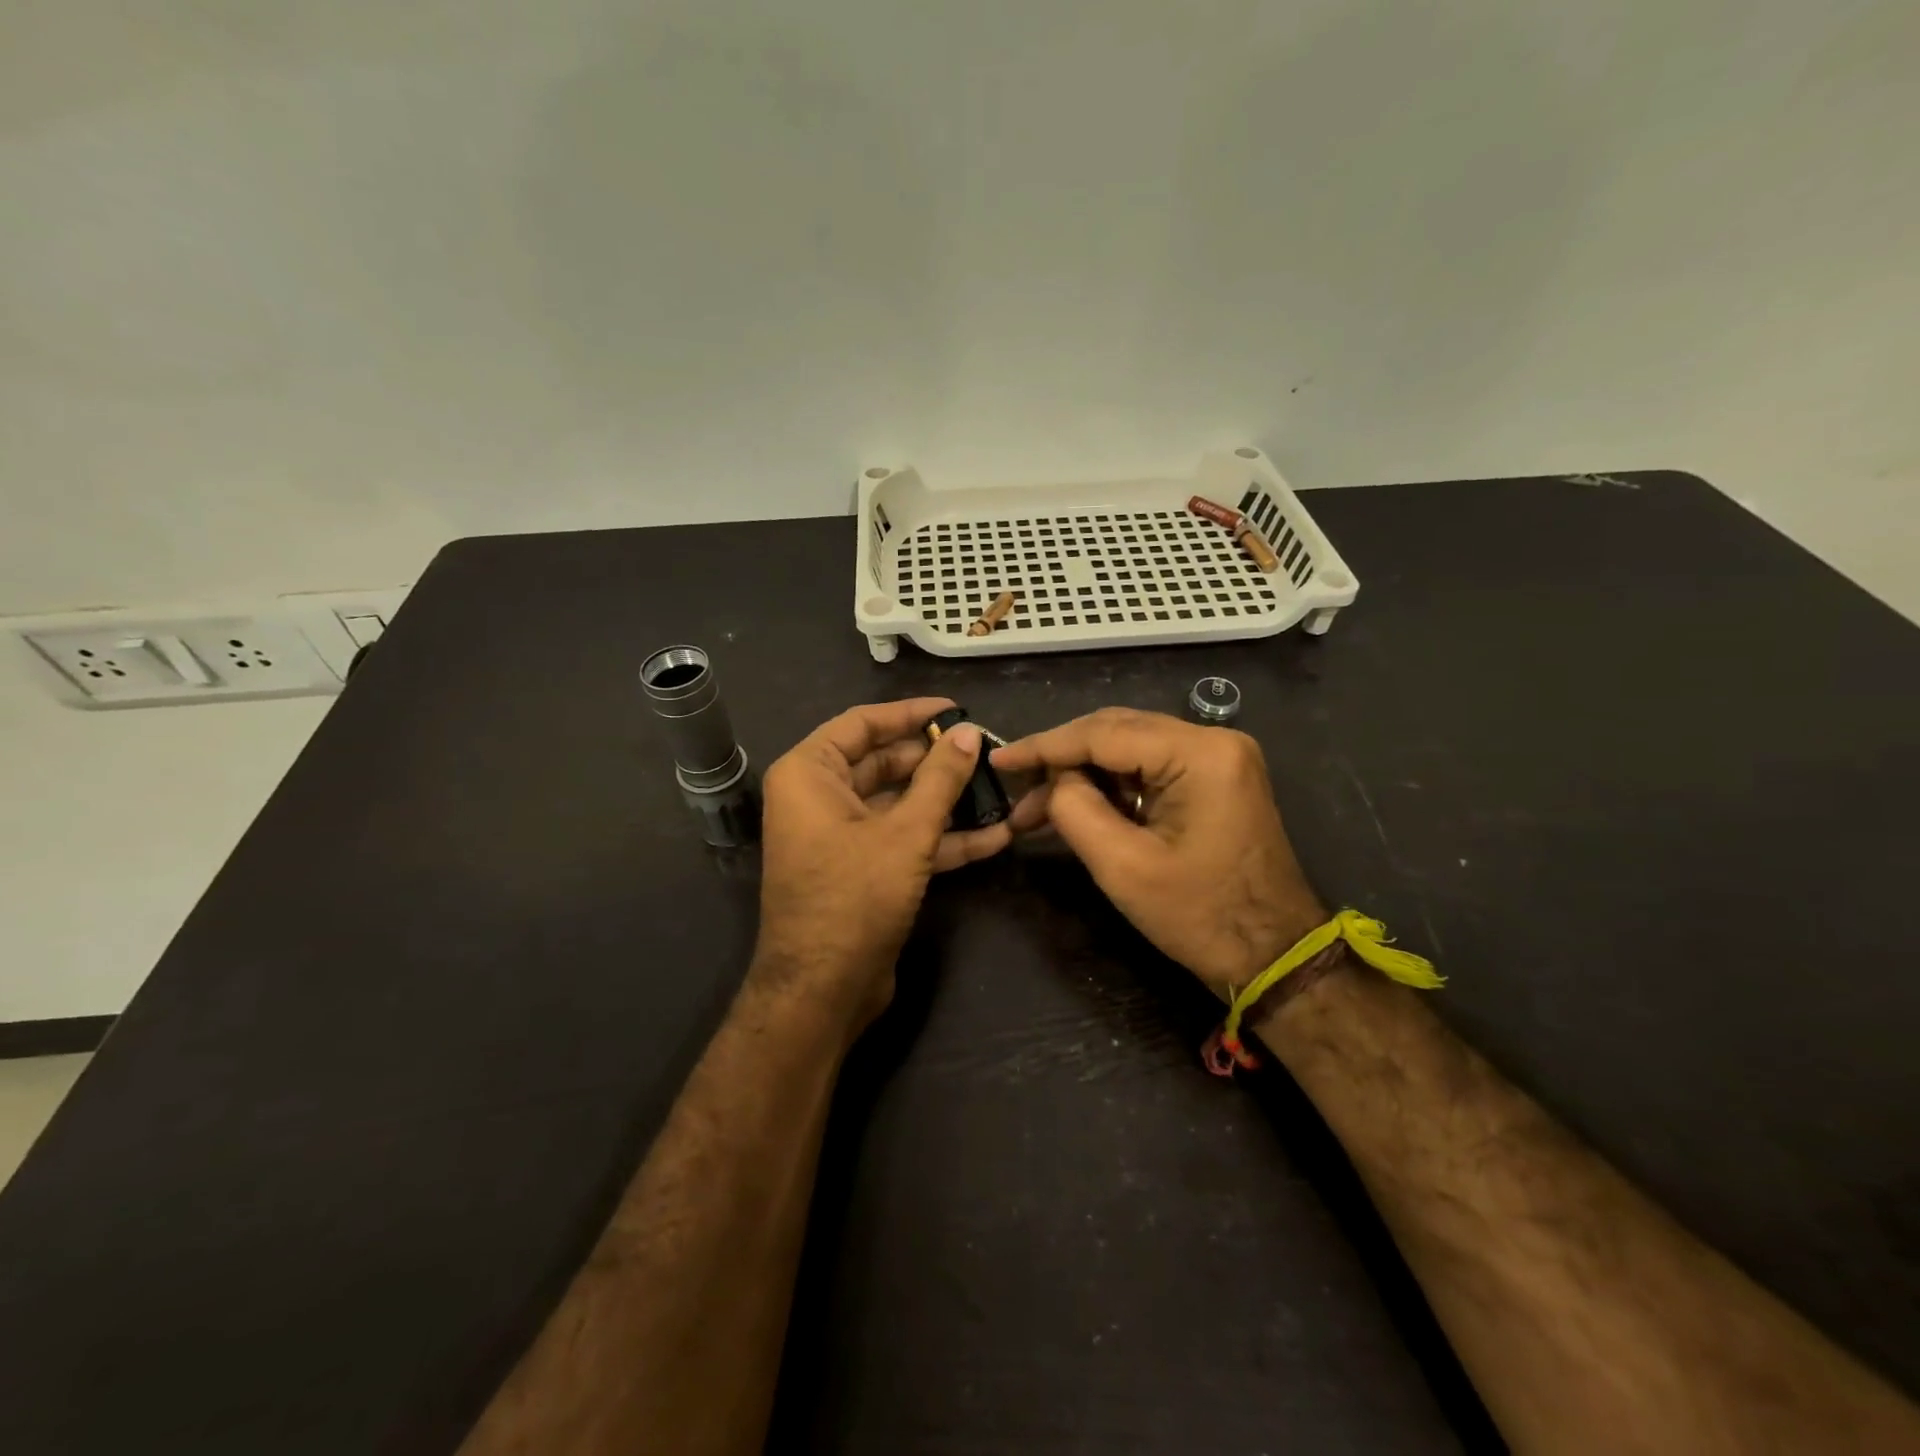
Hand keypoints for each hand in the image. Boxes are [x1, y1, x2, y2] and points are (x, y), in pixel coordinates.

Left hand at [756, 698, 1011, 1031]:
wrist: (823, 990)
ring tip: (1000, 789)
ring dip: (946, 802)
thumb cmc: (854, 897)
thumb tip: (968, 733)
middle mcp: (819, 798)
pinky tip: (994, 835)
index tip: (957, 709)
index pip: (863, 723)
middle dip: (936, 761)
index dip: (911, 713)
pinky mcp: (862, 869)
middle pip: (884, 763)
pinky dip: (941, 838)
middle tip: (986, 751)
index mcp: (810, 774)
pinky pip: (902, 840)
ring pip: (898, 804)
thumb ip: (940, 779)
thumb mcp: (906, 833)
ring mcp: (841, 836)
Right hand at [991, 708, 1323, 1000]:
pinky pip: (1150, 768)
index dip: (1044, 745)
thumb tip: (1053, 781)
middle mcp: (1213, 740)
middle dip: (1061, 760)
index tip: (998, 758)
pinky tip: (1077, 807)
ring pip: (1129, 748)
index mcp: (1199, 753)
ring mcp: (1218, 758)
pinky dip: (1111, 786)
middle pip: (1116, 731)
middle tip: (1016, 789)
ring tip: (1036, 809)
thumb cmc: (1201, 917)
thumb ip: (1075, 809)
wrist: (1275, 958)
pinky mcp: (1215, 779)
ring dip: (1083, 775)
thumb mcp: (1123, 866)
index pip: (1103, 733)